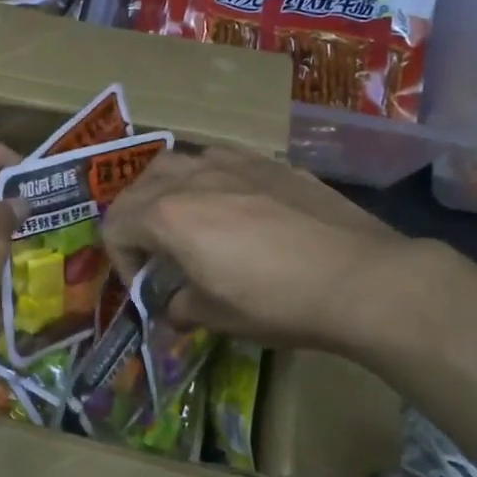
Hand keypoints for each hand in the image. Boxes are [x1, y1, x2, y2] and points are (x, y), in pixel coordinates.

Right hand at [102, 147, 442, 352]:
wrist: (360, 277)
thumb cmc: (278, 302)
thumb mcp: (218, 317)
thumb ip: (182, 307)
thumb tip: (174, 308)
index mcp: (168, 216)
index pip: (116, 226)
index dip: (120, 260)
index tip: (144, 286)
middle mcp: (192, 179)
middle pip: (137, 187)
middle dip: (134, 221)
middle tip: (153, 253)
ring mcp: (232, 163)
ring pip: (175, 161)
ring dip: (164, 190)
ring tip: (183, 219)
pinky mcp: (268, 162)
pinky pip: (218, 159)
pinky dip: (206, 179)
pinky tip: (230, 204)